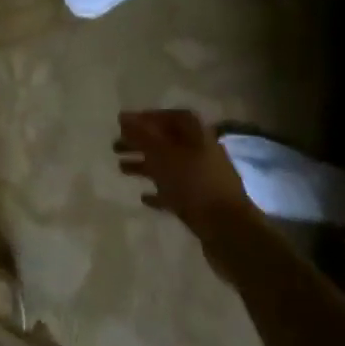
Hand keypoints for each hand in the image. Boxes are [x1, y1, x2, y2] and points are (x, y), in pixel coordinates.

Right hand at [114, 110, 254, 224]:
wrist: (228, 229)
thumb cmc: (194, 184)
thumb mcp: (163, 155)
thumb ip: (142, 135)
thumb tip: (123, 116)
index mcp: (197, 135)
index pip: (172, 117)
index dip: (149, 118)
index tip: (125, 124)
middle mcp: (201, 152)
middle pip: (168, 141)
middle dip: (141, 142)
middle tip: (116, 147)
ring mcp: (203, 178)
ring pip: (169, 166)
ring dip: (145, 165)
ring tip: (121, 169)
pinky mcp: (201, 202)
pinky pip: (176, 191)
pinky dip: (159, 191)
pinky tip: (144, 197)